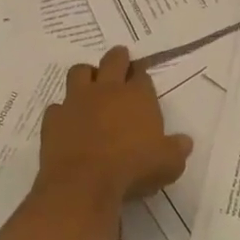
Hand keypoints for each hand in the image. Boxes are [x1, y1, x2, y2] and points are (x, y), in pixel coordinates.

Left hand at [39, 46, 193, 202]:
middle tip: (119, 60)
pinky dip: (63, 111)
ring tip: (90, 82)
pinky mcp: (54, 118)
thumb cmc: (133, 168)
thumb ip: (177, 149)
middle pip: (112, 60)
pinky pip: (57, 107)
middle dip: (118, 58)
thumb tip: (185, 142)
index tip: (141, 75)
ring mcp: (77, 101)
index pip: (141, 74)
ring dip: (86, 74)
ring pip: (79, 72)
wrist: (84, 182)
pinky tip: (67, 122)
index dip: (141, 73)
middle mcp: (106, 90)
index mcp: (137, 96)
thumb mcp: (168, 164)